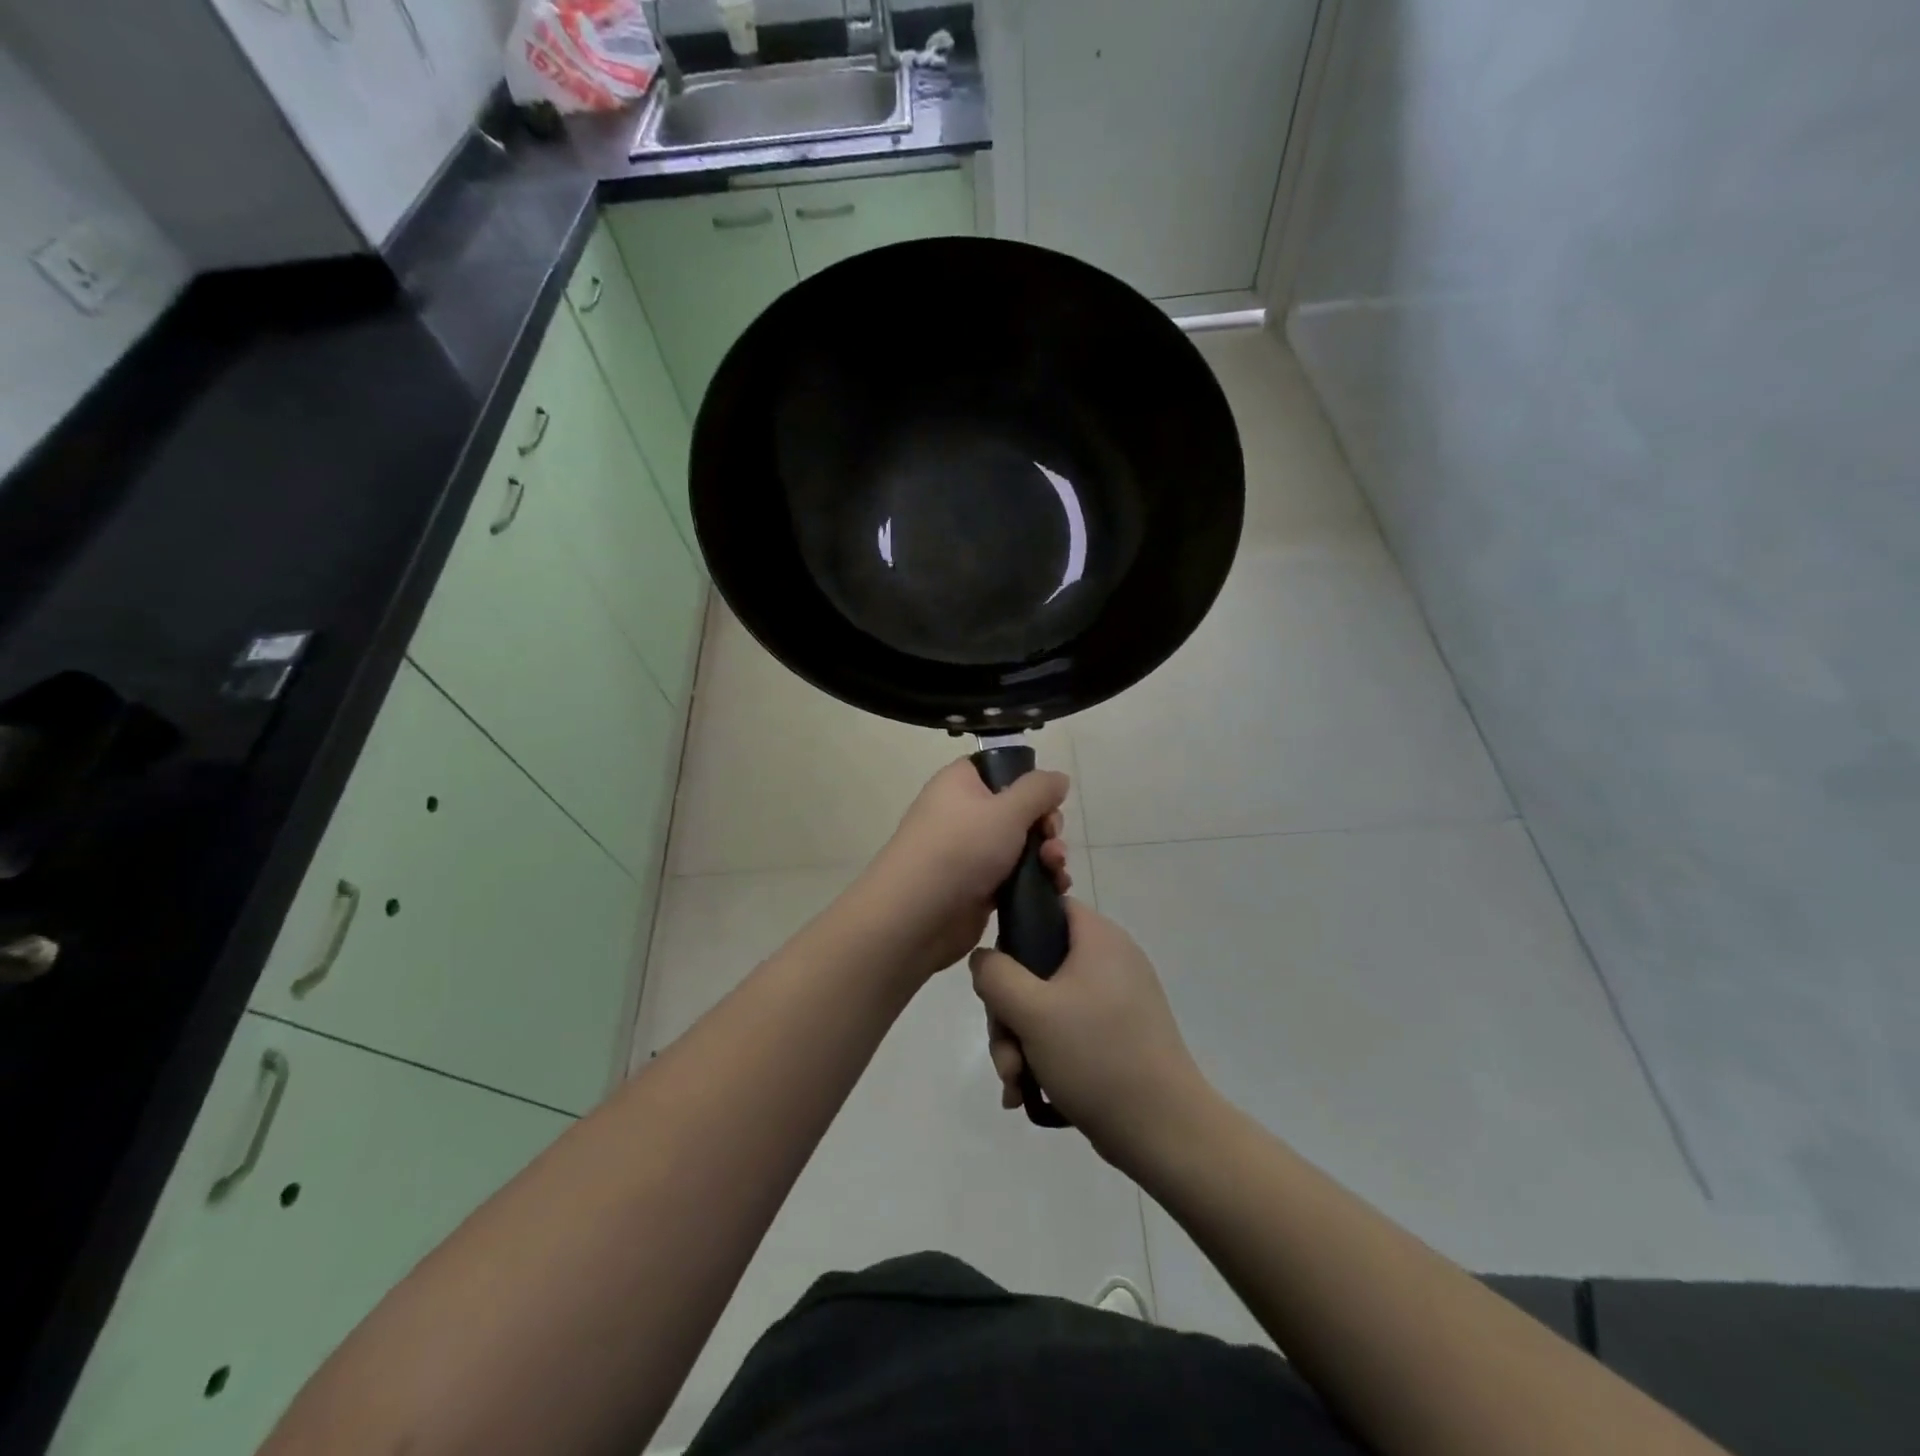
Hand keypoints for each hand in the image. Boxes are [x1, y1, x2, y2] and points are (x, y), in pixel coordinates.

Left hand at [860, 758, 1072, 981]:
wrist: (917, 915)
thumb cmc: (961, 848)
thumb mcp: (1007, 810)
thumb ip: (1038, 790)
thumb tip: (1058, 778)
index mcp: (961, 783)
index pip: (1000, 768)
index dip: (1028, 782)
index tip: (1048, 800)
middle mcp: (964, 812)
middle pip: (1018, 809)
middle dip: (1045, 825)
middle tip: (1051, 840)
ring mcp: (970, 851)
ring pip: (1021, 844)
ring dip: (1046, 855)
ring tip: (1056, 871)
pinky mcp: (978, 886)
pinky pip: (1015, 875)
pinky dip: (1036, 879)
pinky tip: (1055, 888)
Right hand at [969, 899, 1212, 1168]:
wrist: (1164, 1131)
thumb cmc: (1096, 1056)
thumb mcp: (1031, 1010)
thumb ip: (995, 974)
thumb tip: (984, 958)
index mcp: (1099, 939)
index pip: (1049, 907)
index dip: (1014, 931)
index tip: (996, 973)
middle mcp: (1111, 961)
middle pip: (1039, 965)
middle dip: (1009, 1012)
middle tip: (1005, 1050)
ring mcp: (1116, 1000)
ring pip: (1047, 1004)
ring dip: (1020, 1041)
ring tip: (1015, 1082)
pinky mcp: (1117, 1035)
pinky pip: (1067, 1031)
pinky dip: (1044, 1055)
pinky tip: (1026, 1091)